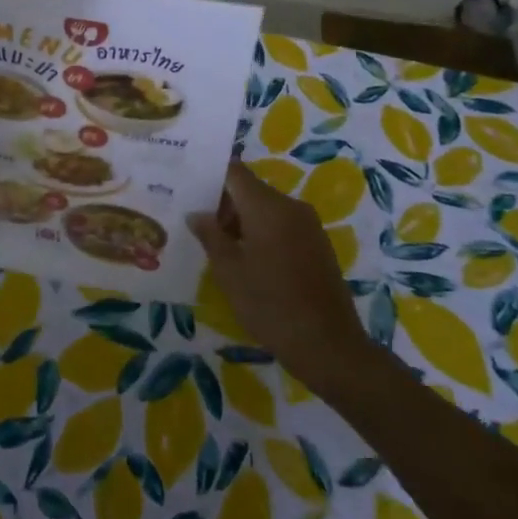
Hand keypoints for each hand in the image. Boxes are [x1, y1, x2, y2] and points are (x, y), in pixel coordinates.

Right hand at [189, 162, 371, 394]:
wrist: (329, 346)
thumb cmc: (271, 305)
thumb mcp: (229, 272)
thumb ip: (210, 235)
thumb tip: (196, 213)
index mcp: (267, 206)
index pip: (234, 172)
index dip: (210, 178)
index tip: (189, 192)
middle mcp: (291, 206)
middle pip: (250, 190)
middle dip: (224, 205)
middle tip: (199, 228)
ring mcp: (309, 225)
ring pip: (267, 209)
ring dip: (243, 221)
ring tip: (220, 248)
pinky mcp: (318, 245)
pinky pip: (284, 225)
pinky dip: (263, 234)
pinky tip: (250, 262)